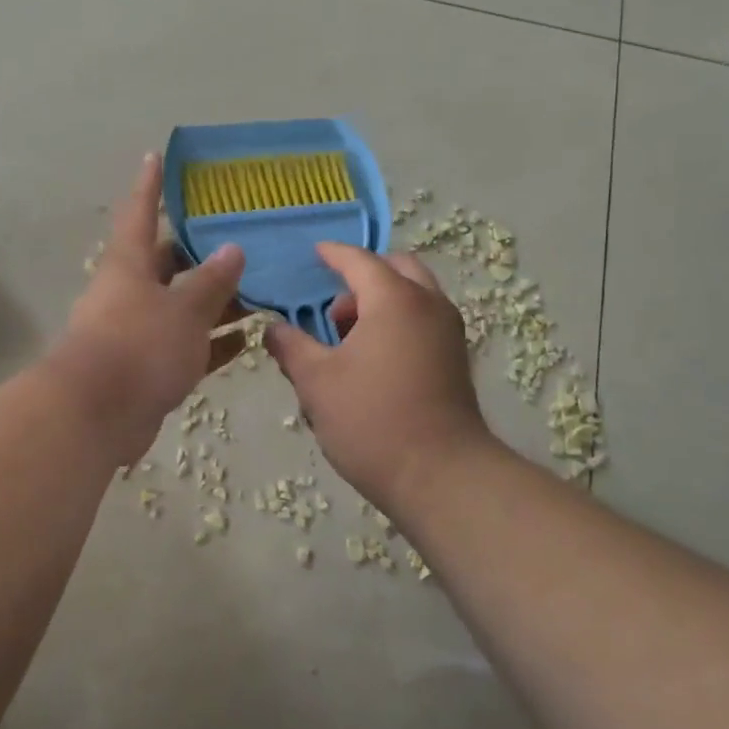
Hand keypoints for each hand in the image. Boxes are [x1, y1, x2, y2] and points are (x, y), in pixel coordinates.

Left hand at [54, 155, 245, 452]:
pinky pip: (187, 347)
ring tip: (258, 290)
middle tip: (239, 240)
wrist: (98, 415)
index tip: (155, 156)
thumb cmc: (140, 345)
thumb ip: (212, 281)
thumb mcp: (184, 308)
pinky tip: (247, 339)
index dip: (150, 185)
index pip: (141, 213)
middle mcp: (130, 292)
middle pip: (166, 264)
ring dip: (215, 302)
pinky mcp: (148, 369)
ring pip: (181, 308)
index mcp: (129, 265)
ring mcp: (137, 332)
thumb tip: (232, 250)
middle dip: (200, 254)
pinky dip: (213, 343)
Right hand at [265, 243, 494, 506]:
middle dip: (364, 276)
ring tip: (347, 338)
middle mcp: (429, 305)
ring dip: (382, 300)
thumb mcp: (316, 382)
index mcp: (394, 300)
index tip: (315, 252)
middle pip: (397, 269)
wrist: (442, 476)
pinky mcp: (456, 360)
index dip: (333, 254)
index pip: (360, 261)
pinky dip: (399, 320)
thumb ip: (291, 347)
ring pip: (415, 295)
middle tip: (334, 306)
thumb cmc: (372, 420)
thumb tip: (273, 329)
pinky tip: (372, 359)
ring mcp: (448, 332)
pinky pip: (425, 320)